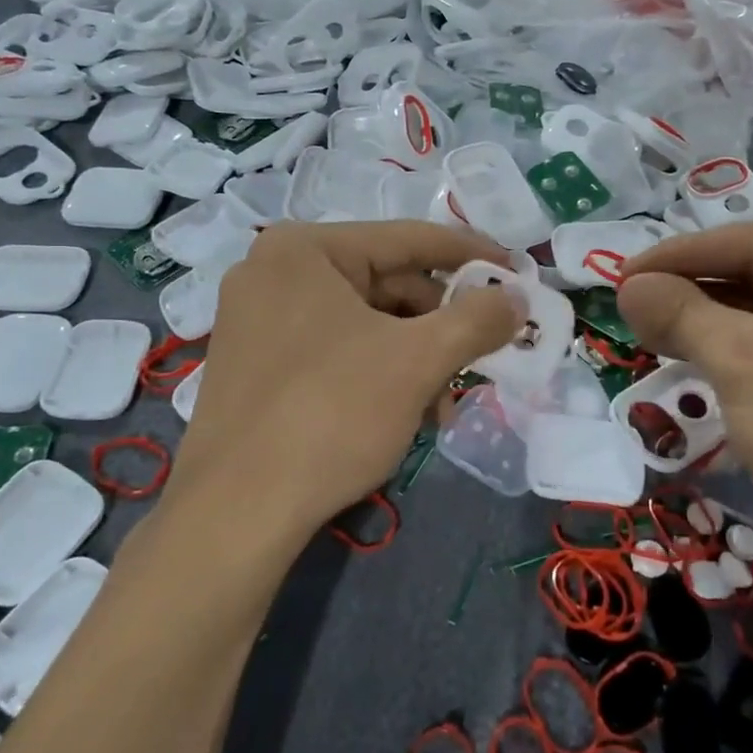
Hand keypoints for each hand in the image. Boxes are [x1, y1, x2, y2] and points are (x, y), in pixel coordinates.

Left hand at [169, 221, 520, 539]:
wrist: (234, 514)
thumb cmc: (330, 414)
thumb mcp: (417, 361)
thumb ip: (476, 319)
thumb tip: (518, 297)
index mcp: (304, 249)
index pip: (408, 238)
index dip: (471, 255)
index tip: (517, 271)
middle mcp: (275, 272)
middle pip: (387, 283)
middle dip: (441, 325)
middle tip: (484, 354)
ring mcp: (260, 320)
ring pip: (366, 323)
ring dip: (416, 358)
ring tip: (444, 404)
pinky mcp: (258, 365)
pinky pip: (337, 350)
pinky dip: (381, 373)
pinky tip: (407, 414)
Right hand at [616, 226, 752, 618]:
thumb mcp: (740, 359)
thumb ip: (680, 312)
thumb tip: (626, 285)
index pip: (752, 244)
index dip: (680, 255)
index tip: (622, 271)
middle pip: (752, 274)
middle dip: (688, 287)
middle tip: (628, 298)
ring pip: (752, 312)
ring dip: (697, 318)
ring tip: (640, 323)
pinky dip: (717, 347)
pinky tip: (675, 350)